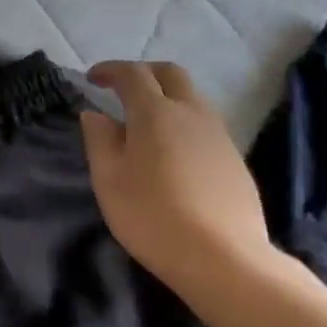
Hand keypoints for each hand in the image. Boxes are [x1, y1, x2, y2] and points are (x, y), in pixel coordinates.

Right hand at [80, 61, 271, 292]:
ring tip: (145, 123)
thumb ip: (99, 140)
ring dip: (167, 98)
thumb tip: (95, 114)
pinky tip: (172, 153)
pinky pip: (205, 125)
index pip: (132, 74)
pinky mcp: (234, 159)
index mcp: (155, 112)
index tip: (92, 79)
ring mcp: (218, 135)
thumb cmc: (151, 214)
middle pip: (171, 74)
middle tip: (122, 89)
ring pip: (192, 98)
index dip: (110, 70)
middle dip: (144, 73)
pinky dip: (183, 123)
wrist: (222, 257)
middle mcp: (191, 113)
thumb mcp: (108, 179)